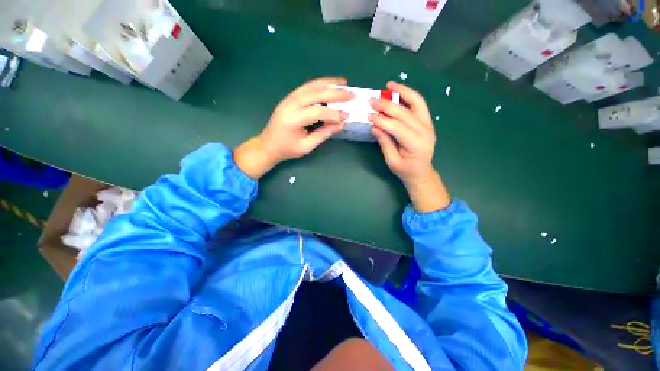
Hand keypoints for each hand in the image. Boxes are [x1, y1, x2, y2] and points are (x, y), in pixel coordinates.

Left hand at [234, 78, 353, 178]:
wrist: (267, 145)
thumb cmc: (287, 149)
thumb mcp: (306, 146)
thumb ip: (323, 134)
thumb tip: (341, 124)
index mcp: (293, 119)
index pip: (317, 112)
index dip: (334, 113)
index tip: (347, 116)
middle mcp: (290, 105)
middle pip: (315, 94)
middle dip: (335, 93)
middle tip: (351, 94)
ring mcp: (288, 99)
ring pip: (311, 86)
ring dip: (328, 83)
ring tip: (343, 83)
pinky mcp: (289, 98)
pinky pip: (306, 87)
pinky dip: (319, 84)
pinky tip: (328, 84)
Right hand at [369, 81, 449, 212]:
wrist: (422, 172)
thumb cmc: (405, 170)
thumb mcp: (392, 161)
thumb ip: (385, 143)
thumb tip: (375, 126)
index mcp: (416, 145)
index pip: (397, 128)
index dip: (382, 120)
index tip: (369, 115)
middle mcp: (425, 131)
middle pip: (404, 114)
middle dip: (387, 106)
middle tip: (372, 101)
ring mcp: (428, 124)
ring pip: (416, 103)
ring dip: (402, 92)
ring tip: (389, 85)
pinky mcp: (427, 121)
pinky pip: (419, 104)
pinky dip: (410, 95)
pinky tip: (399, 90)